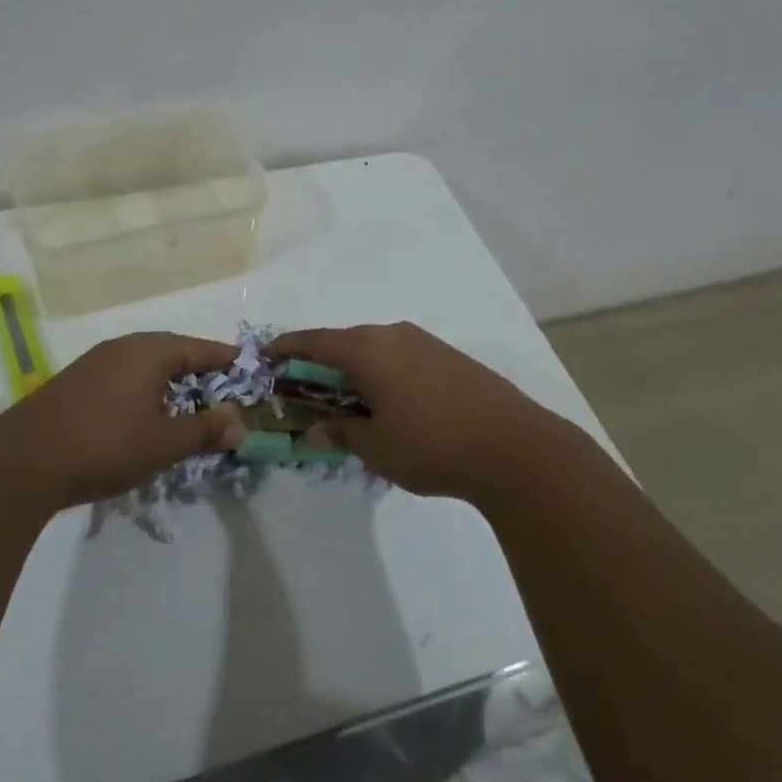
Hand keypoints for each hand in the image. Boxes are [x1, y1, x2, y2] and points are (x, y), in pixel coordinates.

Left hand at [0, 332, 246, 511]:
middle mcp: (124, 347)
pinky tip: (141, 415)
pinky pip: (122, 377)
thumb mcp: (165, 443)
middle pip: (171, 351)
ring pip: (144, 364)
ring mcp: (95, 363)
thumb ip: (205, 430)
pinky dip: (141, 390)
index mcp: (150, 351)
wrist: (24, 461)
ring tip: (185, 405)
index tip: (247, 368)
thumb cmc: (106, 445)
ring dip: (167, 381)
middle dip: (197, 370)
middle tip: (220, 390)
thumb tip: (240, 423)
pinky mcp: (74, 383)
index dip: (225, 359)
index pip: (200, 348)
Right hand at [268, 323, 555, 502]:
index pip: (314, 341)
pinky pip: (401, 358)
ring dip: (355, 371)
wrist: (515, 447)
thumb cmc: (431, 444)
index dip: (286, 348)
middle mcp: (393, 335)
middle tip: (304, 390)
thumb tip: (316, 430)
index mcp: (367, 349)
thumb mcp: (376, 447)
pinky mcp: (450, 357)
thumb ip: (341, 433)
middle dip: (321, 365)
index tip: (265, 355)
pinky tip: (390, 404)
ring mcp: (425, 343)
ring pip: (375, 350)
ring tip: (348, 402)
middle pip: (344, 343)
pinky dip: (383, 374)